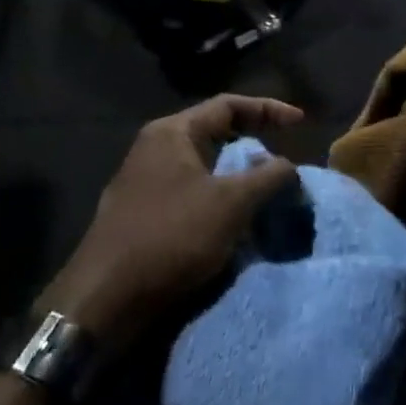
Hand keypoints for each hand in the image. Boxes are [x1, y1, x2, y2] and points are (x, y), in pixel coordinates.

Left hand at [40, 95, 303, 352]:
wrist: (105, 298)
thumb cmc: (171, 236)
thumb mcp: (231, 203)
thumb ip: (267, 177)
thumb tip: (288, 165)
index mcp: (172, 133)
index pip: (228, 105)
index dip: (268, 109)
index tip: (301, 123)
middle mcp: (154, 149)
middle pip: (214, 133)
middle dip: (253, 144)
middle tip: (283, 158)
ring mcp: (144, 182)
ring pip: (203, 167)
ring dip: (237, 176)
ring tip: (266, 191)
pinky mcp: (142, 214)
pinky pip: (190, 193)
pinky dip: (218, 199)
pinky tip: (234, 221)